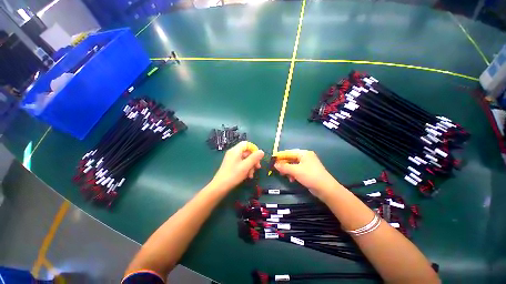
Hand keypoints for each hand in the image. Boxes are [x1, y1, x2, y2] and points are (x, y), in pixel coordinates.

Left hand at [210, 141, 264, 191]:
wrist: (220, 187)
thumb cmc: (233, 175)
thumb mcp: (246, 166)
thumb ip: (254, 158)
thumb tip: (261, 151)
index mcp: (236, 150)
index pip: (246, 144)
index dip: (254, 149)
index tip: (258, 157)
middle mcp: (233, 153)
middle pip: (247, 152)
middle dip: (253, 160)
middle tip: (257, 167)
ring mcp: (232, 159)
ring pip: (245, 159)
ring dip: (250, 166)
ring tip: (251, 175)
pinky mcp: (231, 165)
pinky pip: (241, 164)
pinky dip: (246, 168)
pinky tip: (248, 176)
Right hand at [273, 149, 340, 198]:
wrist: (326, 188)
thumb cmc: (310, 176)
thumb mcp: (295, 170)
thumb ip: (284, 167)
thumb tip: (275, 165)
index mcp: (303, 153)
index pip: (288, 152)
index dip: (280, 156)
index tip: (272, 160)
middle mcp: (305, 157)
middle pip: (291, 159)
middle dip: (284, 165)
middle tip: (277, 170)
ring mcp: (307, 164)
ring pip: (293, 165)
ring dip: (288, 170)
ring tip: (285, 176)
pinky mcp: (308, 171)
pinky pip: (297, 170)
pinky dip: (293, 174)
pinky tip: (292, 179)